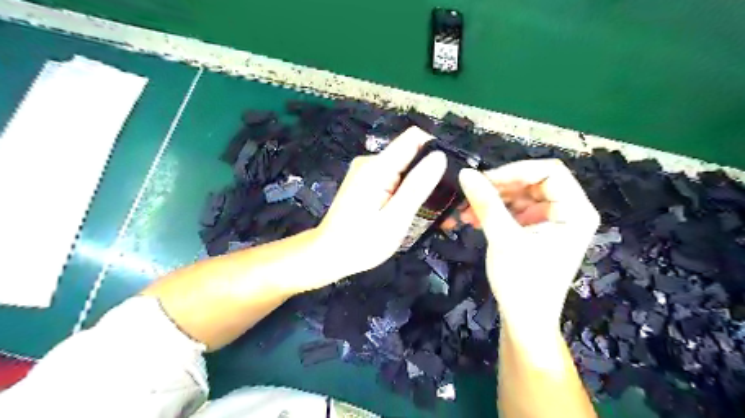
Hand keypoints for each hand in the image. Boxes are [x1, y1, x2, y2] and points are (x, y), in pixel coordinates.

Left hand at [312, 126, 444, 276]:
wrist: (328, 255)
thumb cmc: (361, 242)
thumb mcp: (395, 218)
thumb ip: (417, 186)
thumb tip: (440, 155)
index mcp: (377, 167)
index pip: (414, 138)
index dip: (436, 149)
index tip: (451, 174)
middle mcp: (371, 162)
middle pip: (410, 154)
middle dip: (431, 174)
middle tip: (448, 204)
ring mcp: (367, 172)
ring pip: (404, 168)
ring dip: (420, 186)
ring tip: (435, 213)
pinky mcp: (366, 182)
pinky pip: (393, 179)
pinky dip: (406, 191)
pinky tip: (413, 210)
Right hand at [461, 158, 597, 332]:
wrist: (524, 320)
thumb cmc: (523, 282)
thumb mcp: (503, 239)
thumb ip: (485, 203)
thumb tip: (465, 173)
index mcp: (575, 211)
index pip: (549, 171)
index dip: (515, 171)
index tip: (484, 180)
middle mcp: (567, 211)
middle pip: (531, 182)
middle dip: (498, 188)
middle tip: (470, 195)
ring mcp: (550, 220)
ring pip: (518, 195)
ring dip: (491, 200)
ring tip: (465, 211)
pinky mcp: (534, 230)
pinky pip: (512, 210)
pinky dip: (492, 212)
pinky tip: (472, 219)